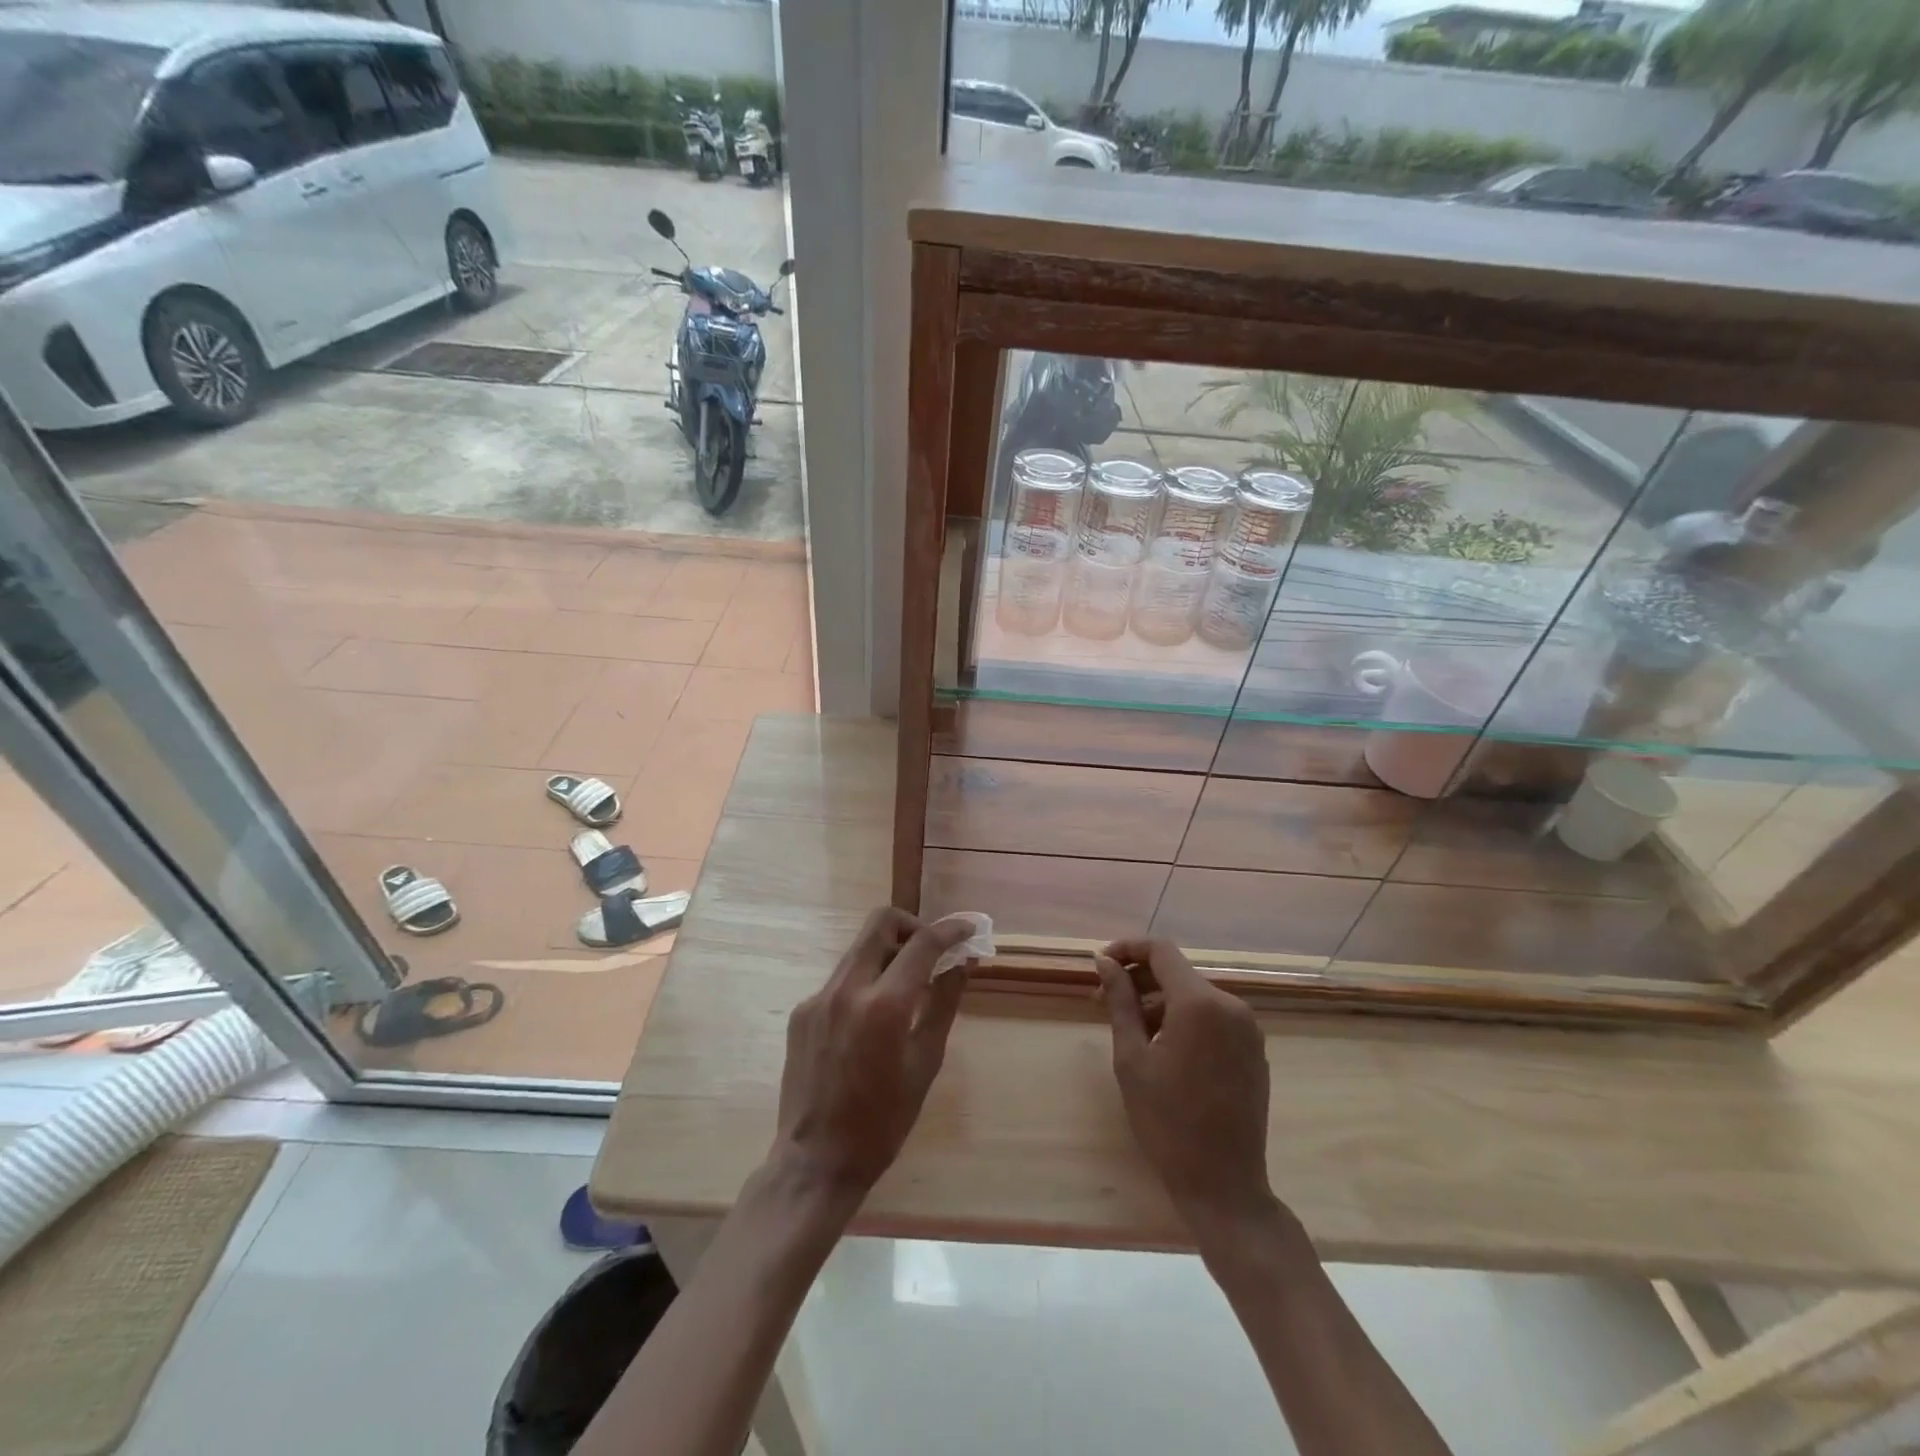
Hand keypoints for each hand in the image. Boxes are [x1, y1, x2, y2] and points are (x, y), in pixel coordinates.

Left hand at [774, 908, 975, 1194]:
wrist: (815, 1161)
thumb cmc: (883, 1122)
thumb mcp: (925, 1063)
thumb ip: (943, 1004)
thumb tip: (962, 962)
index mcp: (884, 1006)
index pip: (922, 944)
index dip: (950, 930)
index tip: (968, 928)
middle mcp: (846, 989)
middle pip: (880, 923)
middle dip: (912, 926)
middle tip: (931, 951)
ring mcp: (818, 998)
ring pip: (859, 949)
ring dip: (888, 953)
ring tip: (908, 986)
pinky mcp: (802, 1011)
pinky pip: (841, 979)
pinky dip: (865, 982)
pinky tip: (873, 1020)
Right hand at [1094, 938, 1274, 1229]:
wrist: (1224, 1185)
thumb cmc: (1167, 1122)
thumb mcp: (1131, 1058)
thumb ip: (1120, 1001)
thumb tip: (1104, 961)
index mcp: (1199, 1003)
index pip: (1160, 950)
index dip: (1127, 949)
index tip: (1100, 965)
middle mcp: (1230, 1005)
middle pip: (1177, 972)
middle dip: (1139, 980)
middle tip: (1104, 1003)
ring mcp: (1247, 1027)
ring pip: (1194, 995)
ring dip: (1159, 1001)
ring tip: (1130, 1030)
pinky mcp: (1254, 1049)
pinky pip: (1213, 1017)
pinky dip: (1184, 1019)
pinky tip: (1163, 1048)